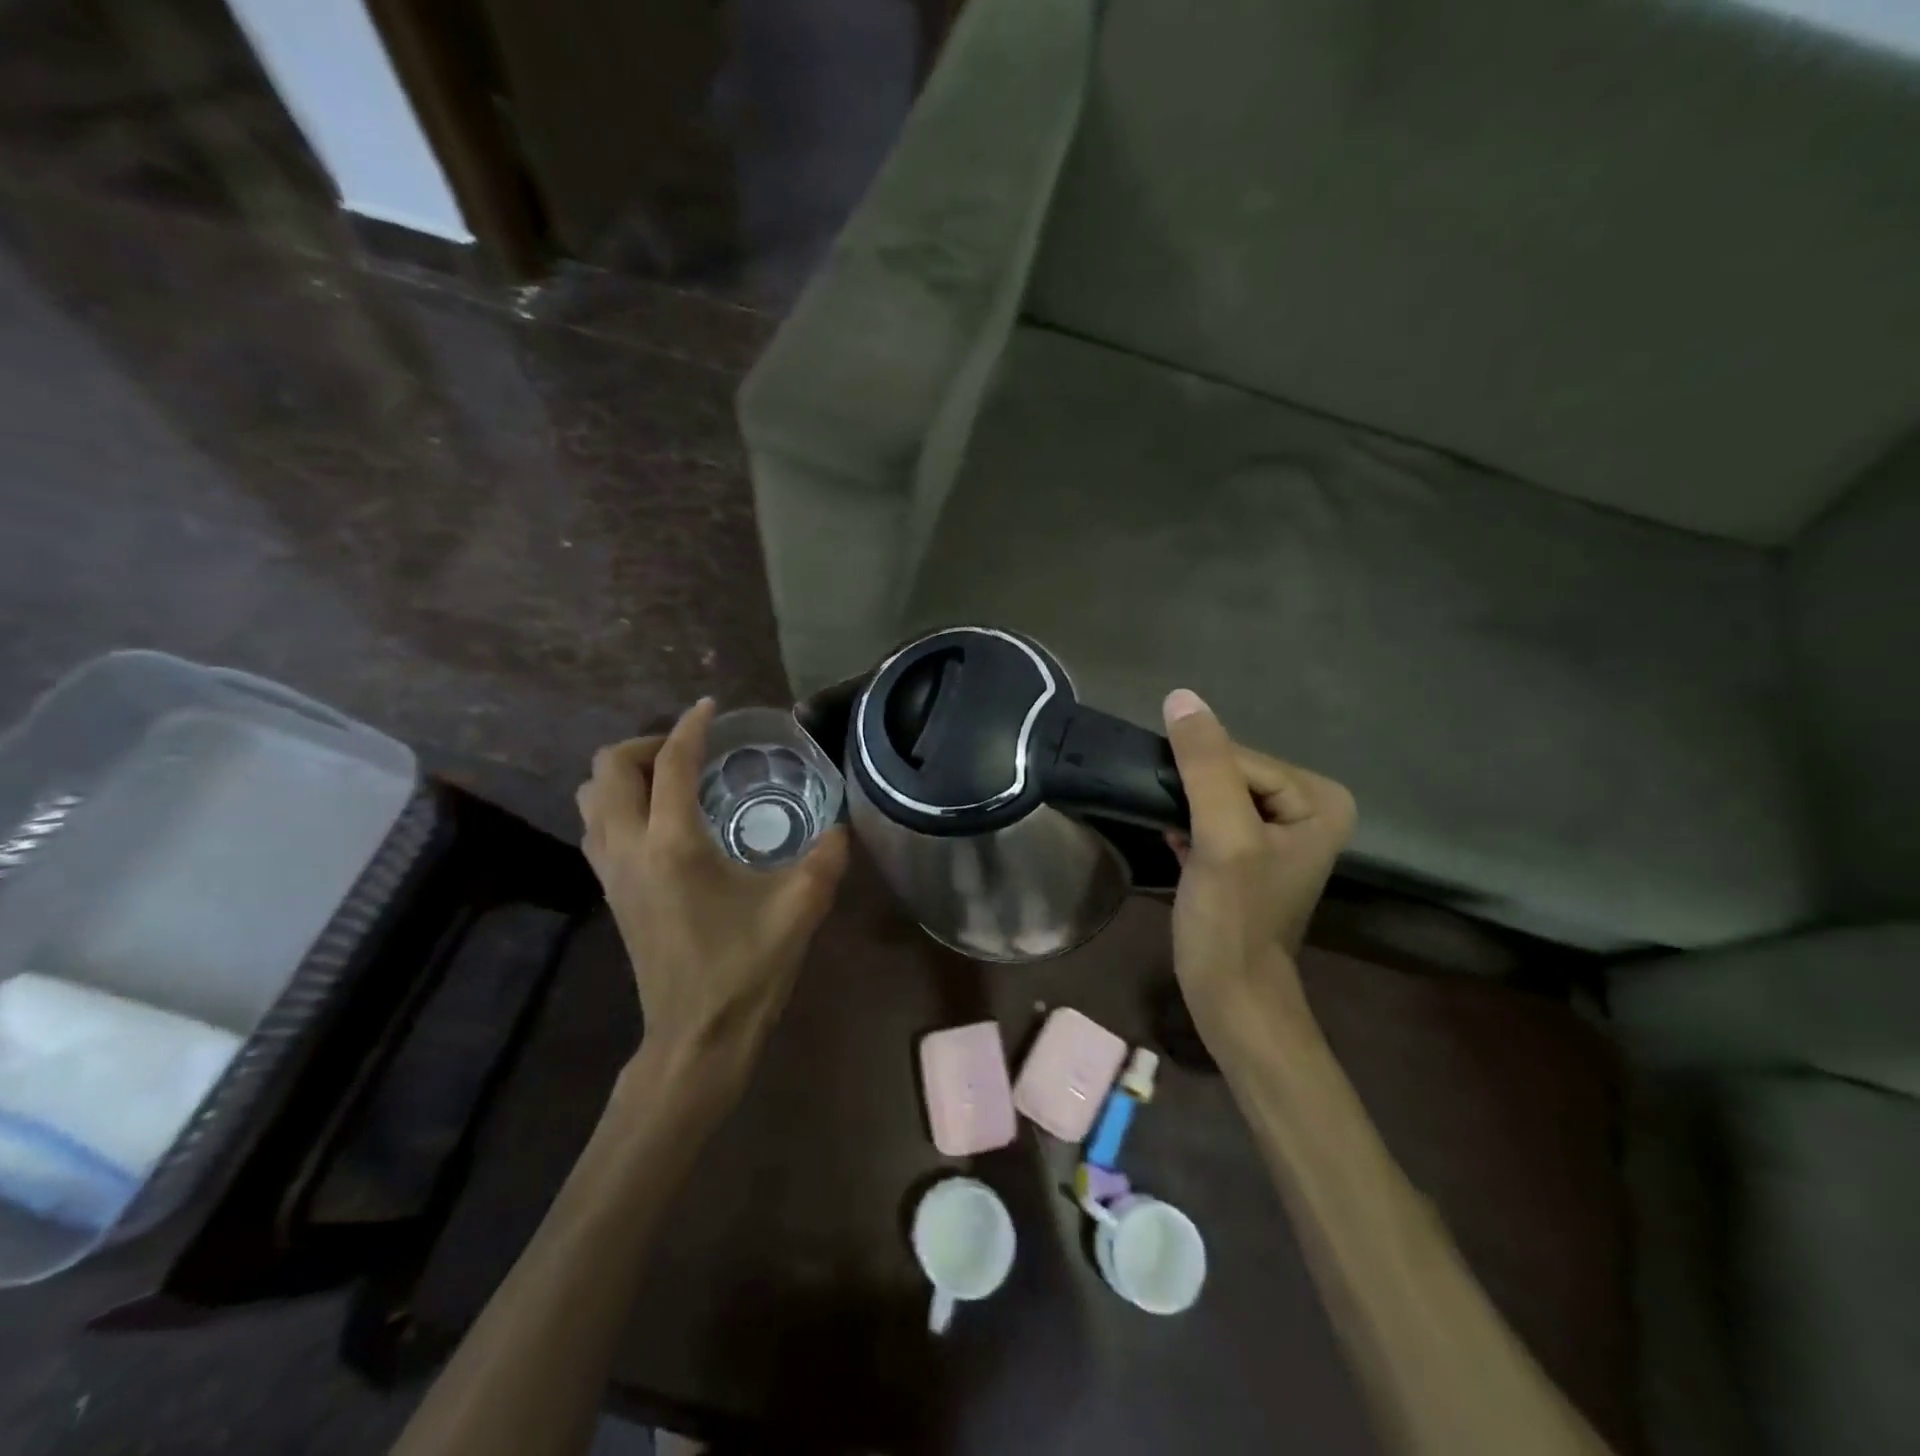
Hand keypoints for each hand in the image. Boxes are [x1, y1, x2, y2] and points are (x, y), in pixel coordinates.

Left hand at [576, 699, 849, 1093]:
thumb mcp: (800, 906)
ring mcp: (612, 872)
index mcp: (674, 844)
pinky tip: (659, 820)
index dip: (690, 727)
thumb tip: (842, 824)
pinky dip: (618, 805)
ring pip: (591, 797)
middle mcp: (630, 848)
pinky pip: (596, 827)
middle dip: (647, 745)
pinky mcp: (610, 893)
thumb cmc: (747, 968)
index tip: (711, 708)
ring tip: (670, 779)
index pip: (670, 763)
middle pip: (608, 769)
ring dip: (624, 774)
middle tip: (691, 751)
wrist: (697, 1036)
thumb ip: (827, 856)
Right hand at [1161, 688, 1355, 1039]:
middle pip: (1228, 771)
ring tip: (1161, 823)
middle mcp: (1308, 807)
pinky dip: (1184, 821)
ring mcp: (1278, 831)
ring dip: (1182, 803)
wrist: (1230, 996)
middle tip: (1164, 817)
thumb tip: (1180, 697)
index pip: (1239, 756)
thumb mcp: (1222, 836)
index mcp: (1319, 797)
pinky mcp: (1249, 852)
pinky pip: (1210, 814)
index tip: (1177, 814)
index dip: (1197, 778)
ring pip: (1214, 792)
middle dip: (1190, 789)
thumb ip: (1205, 765)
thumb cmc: (1232, 919)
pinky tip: (1170, 839)